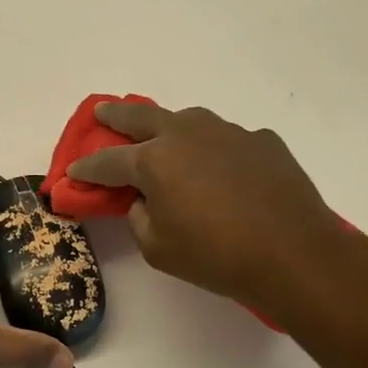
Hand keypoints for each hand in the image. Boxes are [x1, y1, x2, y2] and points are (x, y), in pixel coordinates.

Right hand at [66, 102, 367, 330]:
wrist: (294, 253)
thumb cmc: (215, 255)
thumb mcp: (158, 248)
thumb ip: (139, 217)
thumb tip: (144, 199)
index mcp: (154, 160)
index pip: (108, 161)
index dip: (86, 168)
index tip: (72, 172)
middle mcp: (187, 134)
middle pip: (141, 117)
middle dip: (115, 116)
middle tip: (102, 112)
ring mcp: (228, 132)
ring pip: (188, 120)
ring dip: (169, 127)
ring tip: (164, 137)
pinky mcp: (262, 141)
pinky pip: (228, 140)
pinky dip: (216, 150)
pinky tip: (223, 169)